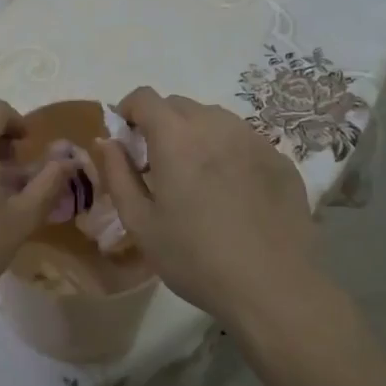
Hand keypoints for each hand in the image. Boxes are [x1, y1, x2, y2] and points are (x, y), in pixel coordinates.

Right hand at [94, 87, 316, 324]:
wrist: (274, 288)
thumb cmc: (196, 258)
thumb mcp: (141, 223)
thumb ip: (118, 174)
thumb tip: (107, 142)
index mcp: (176, 136)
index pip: (145, 97)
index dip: (129, 110)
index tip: (126, 139)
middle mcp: (215, 124)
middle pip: (179, 105)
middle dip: (161, 123)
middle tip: (159, 164)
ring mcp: (252, 138)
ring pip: (214, 118)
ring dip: (196, 134)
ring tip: (198, 177)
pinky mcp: (279, 158)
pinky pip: (244, 140)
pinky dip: (228, 152)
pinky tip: (233, 192)